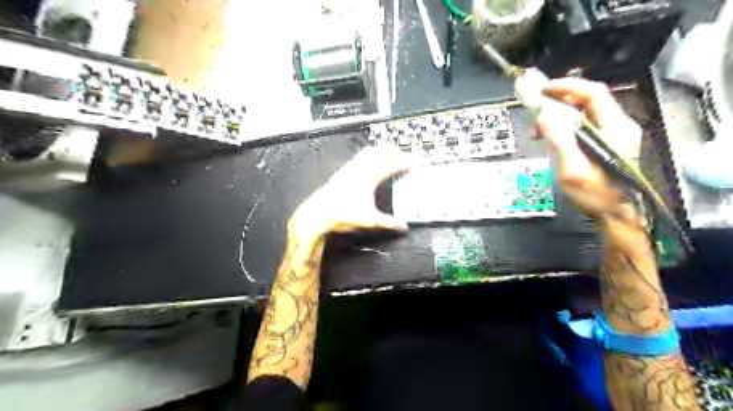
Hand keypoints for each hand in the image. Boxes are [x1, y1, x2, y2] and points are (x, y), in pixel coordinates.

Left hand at [287, 146, 410, 238]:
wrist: (319, 212)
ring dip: (380, 152)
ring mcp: (350, 169)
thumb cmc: (344, 214)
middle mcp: (361, 169)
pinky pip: (359, 158)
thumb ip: (389, 223)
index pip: (392, 166)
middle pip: (380, 152)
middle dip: (394, 152)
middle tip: (403, 156)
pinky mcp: (342, 172)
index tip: (415, 164)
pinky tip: (367, 165)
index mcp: (370, 177)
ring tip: (388, 157)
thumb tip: (403, 227)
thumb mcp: (370, 220)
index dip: (405, 164)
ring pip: (368, 152)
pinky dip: (368, 157)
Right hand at [533, 75, 642, 217]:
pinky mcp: (608, 144)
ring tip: (539, 131)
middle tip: (535, 113)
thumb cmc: (595, 195)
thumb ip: (559, 141)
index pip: (592, 93)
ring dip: (559, 116)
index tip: (542, 90)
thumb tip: (543, 116)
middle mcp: (618, 126)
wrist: (617, 215)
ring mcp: (615, 135)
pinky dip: (566, 127)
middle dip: (558, 102)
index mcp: (614, 128)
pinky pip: (585, 126)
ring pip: (585, 113)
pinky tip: (553, 140)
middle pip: (588, 100)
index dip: (566, 86)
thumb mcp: (572, 169)